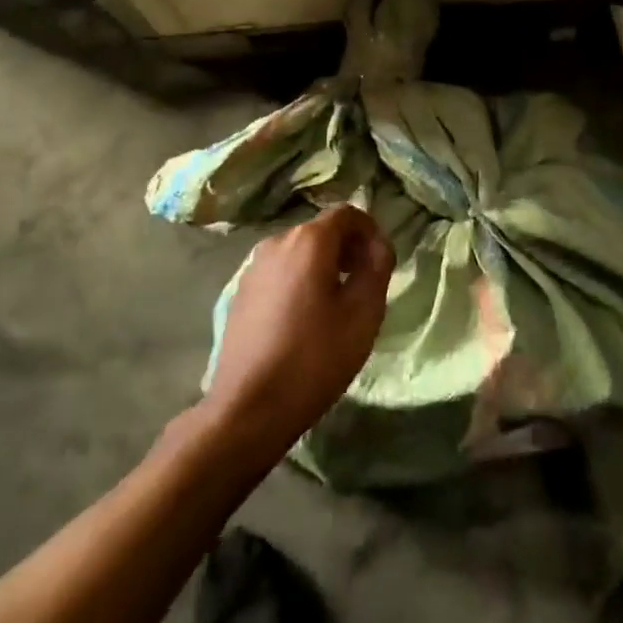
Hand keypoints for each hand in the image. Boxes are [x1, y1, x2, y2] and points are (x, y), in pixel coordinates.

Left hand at [204, 204, 395, 459]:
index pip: (347, 214)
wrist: (248, 408)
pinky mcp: (240, 293)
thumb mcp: (363, 313)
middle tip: (365, 283)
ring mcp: (253, 267)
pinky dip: (299, 280)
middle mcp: (276, 242)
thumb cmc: (315, 357)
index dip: (370, 230)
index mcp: (309, 240)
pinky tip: (305, 318)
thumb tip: (378, 245)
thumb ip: (377, 267)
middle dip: (348, 248)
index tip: (382, 260)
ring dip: (323, 265)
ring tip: (337, 303)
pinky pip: (280, 272)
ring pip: (299, 252)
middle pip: (321, 231)